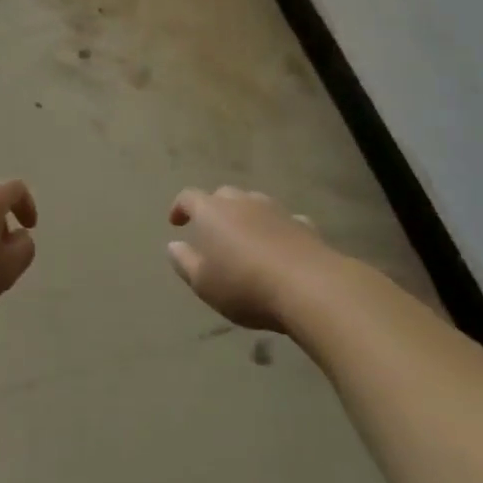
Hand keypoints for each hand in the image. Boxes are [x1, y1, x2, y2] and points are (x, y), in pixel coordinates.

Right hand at [166, 187, 333, 331]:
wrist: (309, 286)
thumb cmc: (245, 285)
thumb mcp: (203, 283)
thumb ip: (184, 262)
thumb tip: (173, 245)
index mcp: (212, 212)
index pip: (189, 197)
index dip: (180, 207)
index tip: (176, 222)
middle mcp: (242, 202)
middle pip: (223, 195)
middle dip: (214, 209)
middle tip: (211, 232)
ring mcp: (275, 210)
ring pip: (254, 204)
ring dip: (245, 216)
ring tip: (244, 238)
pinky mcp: (303, 224)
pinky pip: (283, 221)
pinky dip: (276, 229)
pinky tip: (279, 246)